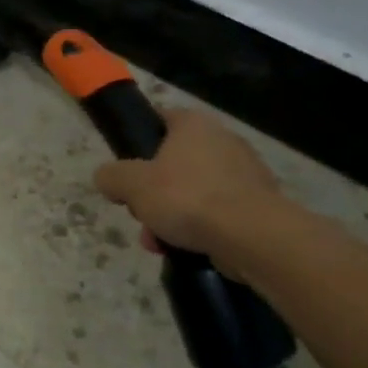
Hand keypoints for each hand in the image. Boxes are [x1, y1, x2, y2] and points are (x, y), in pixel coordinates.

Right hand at [93, 108, 284, 263]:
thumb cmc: (186, 197)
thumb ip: (111, 176)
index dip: (139, 140)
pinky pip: (219, 212)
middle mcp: (224, 140)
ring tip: (159, 242)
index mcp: (194, 125)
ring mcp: (247, 173)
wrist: (252, 236)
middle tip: (140, 214)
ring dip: (173, 215)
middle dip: (153, 192)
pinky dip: (201, 228)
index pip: (161, 118)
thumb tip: (107, 178)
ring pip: (195, 191)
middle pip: (174, 162)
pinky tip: (186, 249)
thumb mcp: (131, 184)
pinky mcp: (260, 205)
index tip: (127, 167)